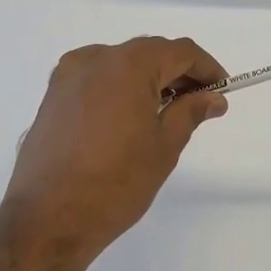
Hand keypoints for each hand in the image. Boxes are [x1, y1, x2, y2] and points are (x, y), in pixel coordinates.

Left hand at [0, 37, 227, 264]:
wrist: (48, 219)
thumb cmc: (116, 182)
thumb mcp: (164, 146)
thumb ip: (190, 112)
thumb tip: (213, 98)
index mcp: (128, 65)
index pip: (179, 51)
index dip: (206, 67)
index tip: (222, 90)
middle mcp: (95, 59)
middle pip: (148, 53)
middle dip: (177, 72)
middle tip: (199, 102)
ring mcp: (68, 76)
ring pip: (120, 64)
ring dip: (147, 79)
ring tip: (165, 112)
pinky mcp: (53, 96)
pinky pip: (96, 79)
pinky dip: (119, 88)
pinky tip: (128, 118)